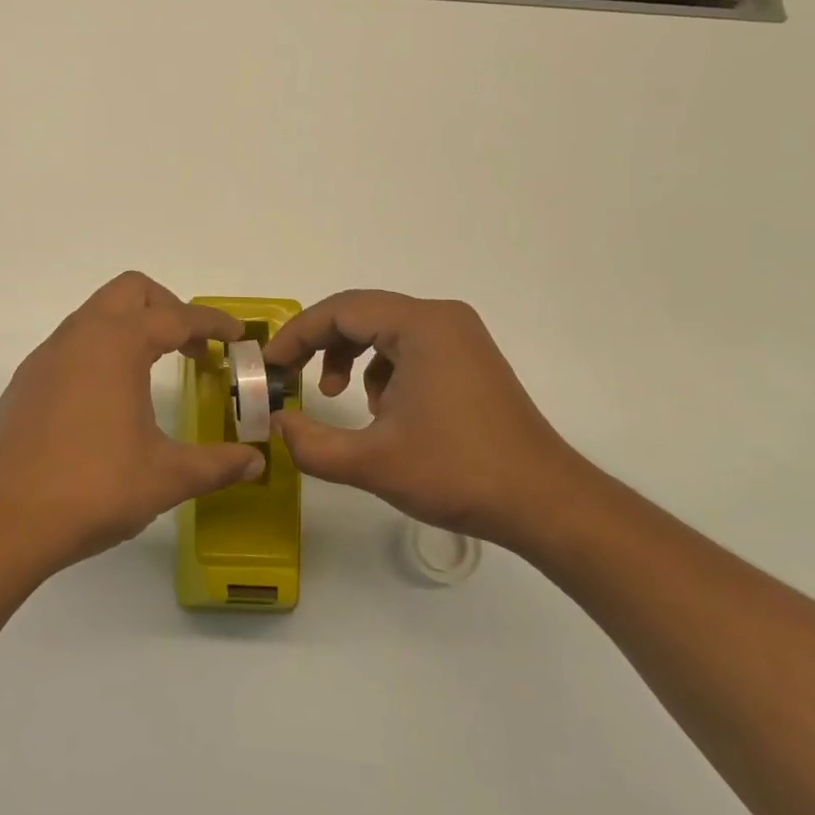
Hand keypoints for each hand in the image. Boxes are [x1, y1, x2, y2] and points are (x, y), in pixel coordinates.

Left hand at [0, 272, 265, 577]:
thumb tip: (255, 462)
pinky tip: (109, 397)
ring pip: (96, 314)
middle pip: (130, 292)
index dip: (212, 323)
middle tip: (193, 347)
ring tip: (155, 369)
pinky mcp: (27, 380)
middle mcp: (79, 336)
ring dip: (131, 327)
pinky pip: (72, 343)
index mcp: (117, 344)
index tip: (237, 336)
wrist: (6, 520)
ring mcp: (47, 356)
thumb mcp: (167, 477)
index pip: (176, 316)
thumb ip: (217, 464)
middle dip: (168, 308)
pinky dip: (101, 350)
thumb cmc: (94, 488)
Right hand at [264, 290, 590, 546]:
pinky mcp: (469, 359)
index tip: (269, 366)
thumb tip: (276, 423)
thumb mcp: (371, 463)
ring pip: (383, 329)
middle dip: (319, 344)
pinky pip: (408, 346)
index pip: (340, 310)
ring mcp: (460, 337)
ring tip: (336, 396)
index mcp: (421, 325)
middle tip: (291, 377)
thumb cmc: (457, 473)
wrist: (545, 503)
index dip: (297, 335)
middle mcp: (441, 318)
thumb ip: (311, 443)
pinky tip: (381, 410)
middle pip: (361, 313)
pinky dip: (380, 368)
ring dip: (349, 356)